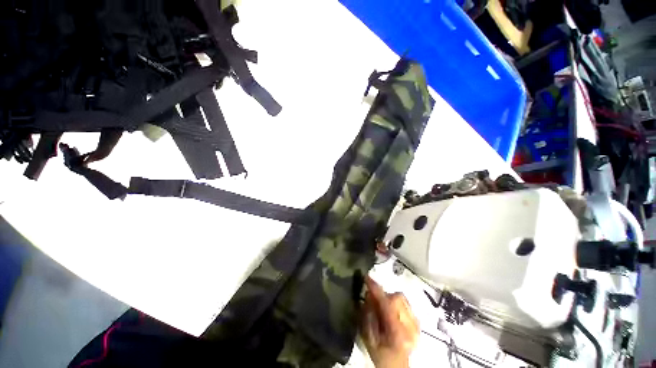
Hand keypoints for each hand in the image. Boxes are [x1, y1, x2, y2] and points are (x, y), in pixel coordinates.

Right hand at [361, 276, 419, 367]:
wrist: (397, 365)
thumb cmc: (380, 353)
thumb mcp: (368, 337)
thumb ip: (368, 315)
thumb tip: (368, 294)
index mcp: (398, 333)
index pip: (388, 305)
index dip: (377, 289)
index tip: (367, 277)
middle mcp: (411, 327)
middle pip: (397, 298)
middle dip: (383, 295)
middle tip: (373, 299)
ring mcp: (417, 324)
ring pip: (402, 298)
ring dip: (389, 298)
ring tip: (382, 306)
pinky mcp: (418, 321)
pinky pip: (405, 302)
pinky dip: (396, 302)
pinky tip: (391, 311)